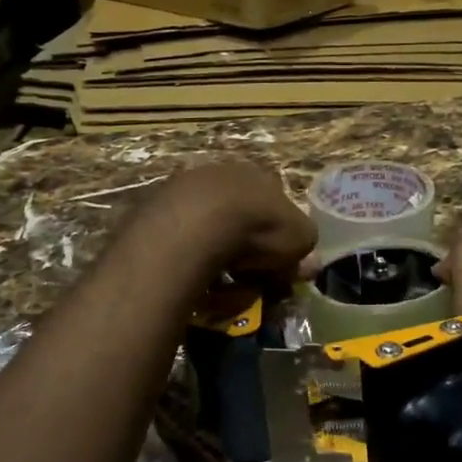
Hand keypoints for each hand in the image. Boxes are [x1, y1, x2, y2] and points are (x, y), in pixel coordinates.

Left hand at [138, 160, 316, 279]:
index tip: (276, 267)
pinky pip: (178, 242)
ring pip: (205, 230)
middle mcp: (221, 174)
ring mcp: (184, 189)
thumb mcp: (299, 239)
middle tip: (246, 280)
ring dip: (214, 257)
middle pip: (237, 217)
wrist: (195, 225)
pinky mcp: (153, 209)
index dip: (277, 238)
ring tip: (217, 286)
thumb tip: (309, 262)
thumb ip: (304, 249)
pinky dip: (188, 261)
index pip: (273, 206)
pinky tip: (192, 279)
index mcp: (258, 175)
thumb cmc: (257, 228)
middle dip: (243, 249)